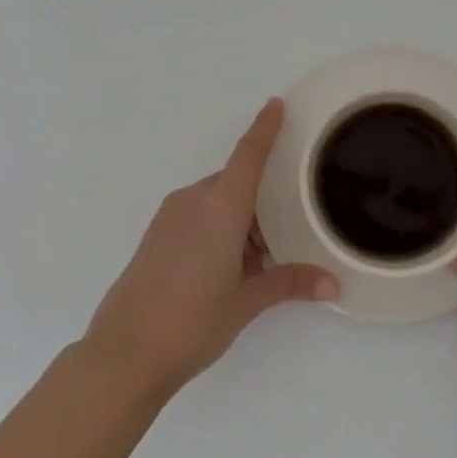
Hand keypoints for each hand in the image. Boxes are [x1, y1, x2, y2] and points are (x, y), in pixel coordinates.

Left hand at [84, 99, 337, 399]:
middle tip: (287, 234)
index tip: (276, 103)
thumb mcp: (246, 301)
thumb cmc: (192, 322)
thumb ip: (289, 283)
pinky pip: (198, 216)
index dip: (264, 128)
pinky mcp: (156, 235)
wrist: (124, 354)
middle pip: (235, 183)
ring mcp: (169, 217)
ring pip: (217, 202)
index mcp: (219, 208)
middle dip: (261, 201)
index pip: (248, 156)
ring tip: (259, 262)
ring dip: (240, 220)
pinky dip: (219, 229)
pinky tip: (228, 268)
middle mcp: (193, 201)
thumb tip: (332, 284)